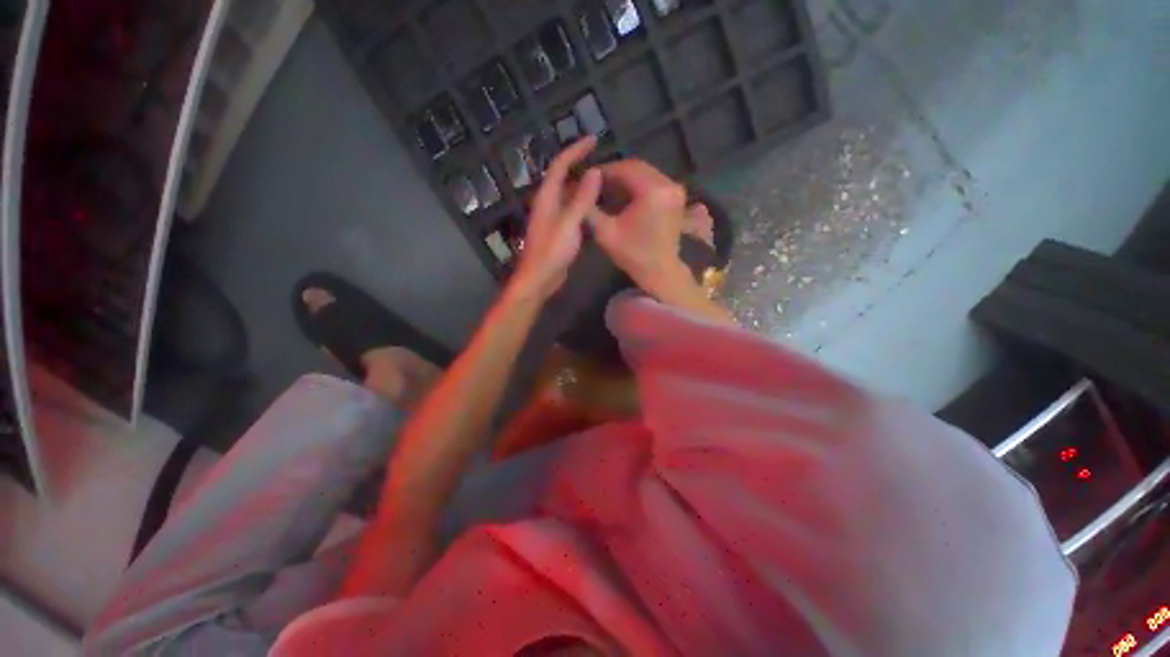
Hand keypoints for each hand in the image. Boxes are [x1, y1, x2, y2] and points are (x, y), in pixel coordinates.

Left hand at [511, 136, 602, 300]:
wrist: (539, 279)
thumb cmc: (551, 251)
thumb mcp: (569, 224)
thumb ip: (581, 199)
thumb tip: (594, 172)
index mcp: (547, 197)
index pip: (560, 165)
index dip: (575, 150)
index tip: (593, 140)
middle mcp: (548, 203)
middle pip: (563, 177)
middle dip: (579, 164)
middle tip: (602, 159)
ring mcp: (553, 218)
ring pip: (569, 194)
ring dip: (583, 184)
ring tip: (604, 179)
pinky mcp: (559, 231)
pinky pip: (572, 210)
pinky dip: (584, 203)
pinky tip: (597, 207)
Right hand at [589, 159, 692, 297]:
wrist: (660, 272)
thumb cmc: (632, 254)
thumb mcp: (605, 232)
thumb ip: (590, 208)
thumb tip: (576, 189)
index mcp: (652, 191)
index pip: (624, 169)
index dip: (604, 171)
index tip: (587, 177)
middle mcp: (668, 184)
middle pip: (637, 167)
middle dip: (615, 173)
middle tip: (596, 181)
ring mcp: (676, 190)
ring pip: (646, 173)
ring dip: (626, 178)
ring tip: (607, 188)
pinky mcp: (677, 197)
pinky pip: (654, 181)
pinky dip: (638, 184)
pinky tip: (624, 195)